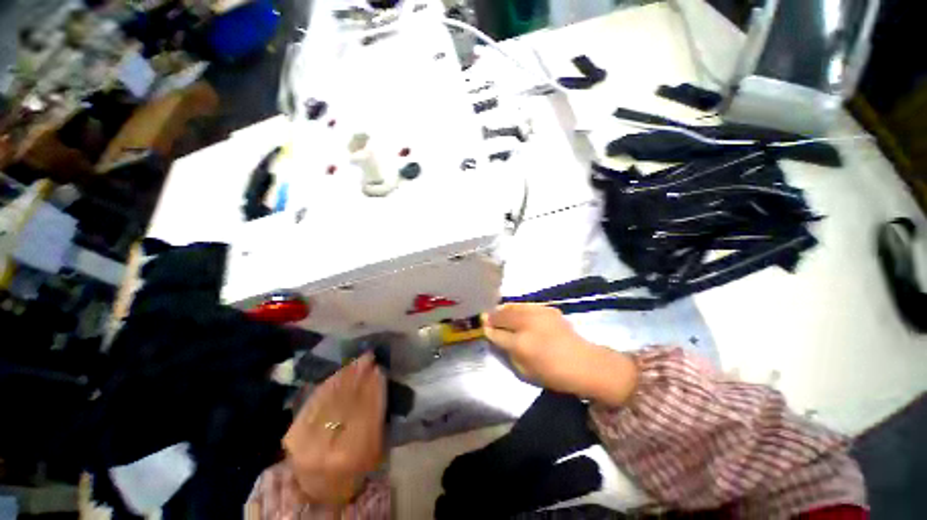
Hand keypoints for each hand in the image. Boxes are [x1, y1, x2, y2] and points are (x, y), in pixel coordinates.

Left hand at [283, 353, 385, 505]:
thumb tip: (378, 380)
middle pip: (346, 403)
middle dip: (359, 377)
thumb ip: (377, 416)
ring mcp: (306, 441)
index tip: (379, 368)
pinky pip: (315, 401)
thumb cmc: (356, 467)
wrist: (319, 488)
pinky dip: (329, 383)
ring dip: (345, 375)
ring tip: (357, 360)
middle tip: (369, 357)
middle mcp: (327, 448)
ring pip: (330, 399)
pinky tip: (341, 371)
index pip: (365, 412)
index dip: (373, 388)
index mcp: (352, 455)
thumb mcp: (375, 447)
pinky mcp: (294, 433)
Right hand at [483, 304, 637, 405]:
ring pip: (513, 306)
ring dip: (503, 309)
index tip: (484, 327)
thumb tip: (496, 338)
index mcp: (521, 344)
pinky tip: (516, 312)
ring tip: (498, 312)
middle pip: (503, 315)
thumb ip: (507, 352)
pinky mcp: (547, 309)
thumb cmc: (553, 373)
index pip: (497, 333)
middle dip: (493, 316)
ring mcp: (538, 313)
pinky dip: (517, 308)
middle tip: (487, 317)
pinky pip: (526, 305)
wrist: (584, 363)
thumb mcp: (524, 371)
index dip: (488, 330)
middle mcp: (527, 324)